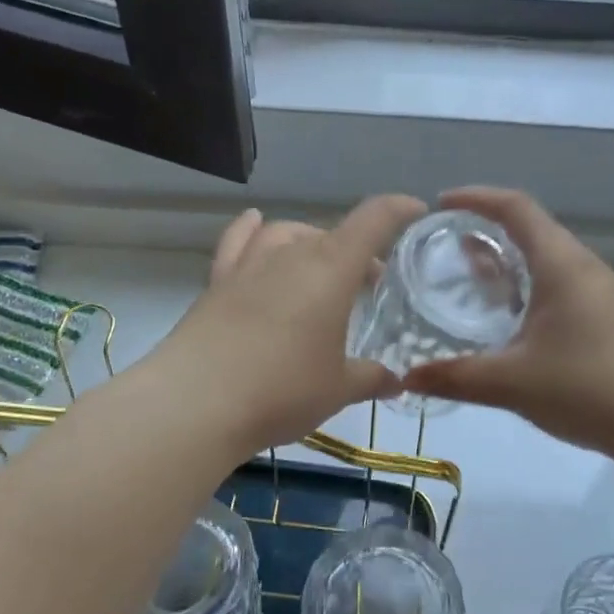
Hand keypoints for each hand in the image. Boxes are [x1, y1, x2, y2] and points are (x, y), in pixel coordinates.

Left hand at [151, 195, 427, 454]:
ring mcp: (249, 265)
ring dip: (311, 243)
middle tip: (370, 287)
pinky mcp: (217, 282)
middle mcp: (291, 254)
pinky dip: (252, 231)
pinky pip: (238, 242)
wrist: (195, 403)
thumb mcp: (337, 389)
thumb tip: (395, 382)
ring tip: (319, 268)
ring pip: (287, 234)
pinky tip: (256, 226)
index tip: (417, 212)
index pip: (373, 221)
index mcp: (331, 269)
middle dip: (359, 253)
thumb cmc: (282, 390)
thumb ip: (370, 379)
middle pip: (332, 235)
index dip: (399, 210)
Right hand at [402, 187, 613, 459]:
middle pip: (533, 229)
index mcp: (561, 265)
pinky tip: (511, 318)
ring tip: (472, 277)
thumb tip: (406, 378)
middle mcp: (583, 268)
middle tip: (448, 245)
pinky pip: (561, 284)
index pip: (516, 208)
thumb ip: (455, 377)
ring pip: (548, 259)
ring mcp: (601, 293)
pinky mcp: (609, 318)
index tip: (441, 203)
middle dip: (488, 229)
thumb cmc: (587, 389)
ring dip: (509, 260)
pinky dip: (528, 285)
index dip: (477, 198)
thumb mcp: (511, 383)